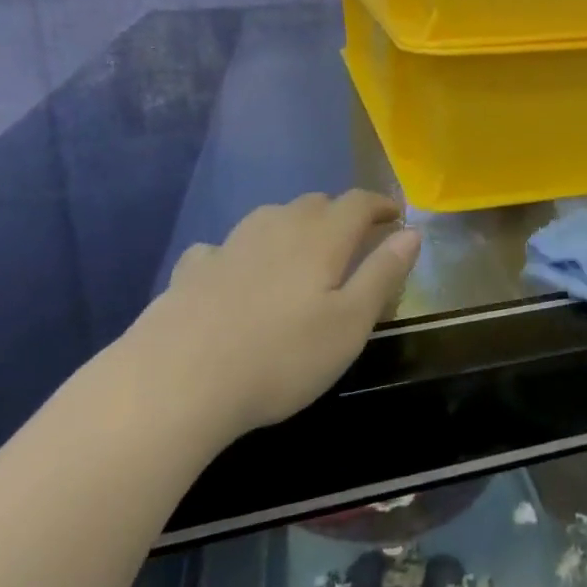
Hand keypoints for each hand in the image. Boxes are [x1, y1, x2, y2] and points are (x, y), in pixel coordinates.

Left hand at [126, 191, 419, 444]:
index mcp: (321, 239)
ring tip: (301, 252)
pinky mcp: (191, 271)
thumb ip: (383, 274)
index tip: (396, 216)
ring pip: (270, 218)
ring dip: (293, 226)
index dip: (381, 205)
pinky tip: (234, 273)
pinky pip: (224, 247)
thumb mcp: (350, 324)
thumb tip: (412, 233)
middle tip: (354, 240)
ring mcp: (229, 246)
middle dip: (340, 214)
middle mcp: (276, 228)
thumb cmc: (280, 357)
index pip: (358, 203)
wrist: (175, 383)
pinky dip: (241, 252)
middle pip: (314, 204)